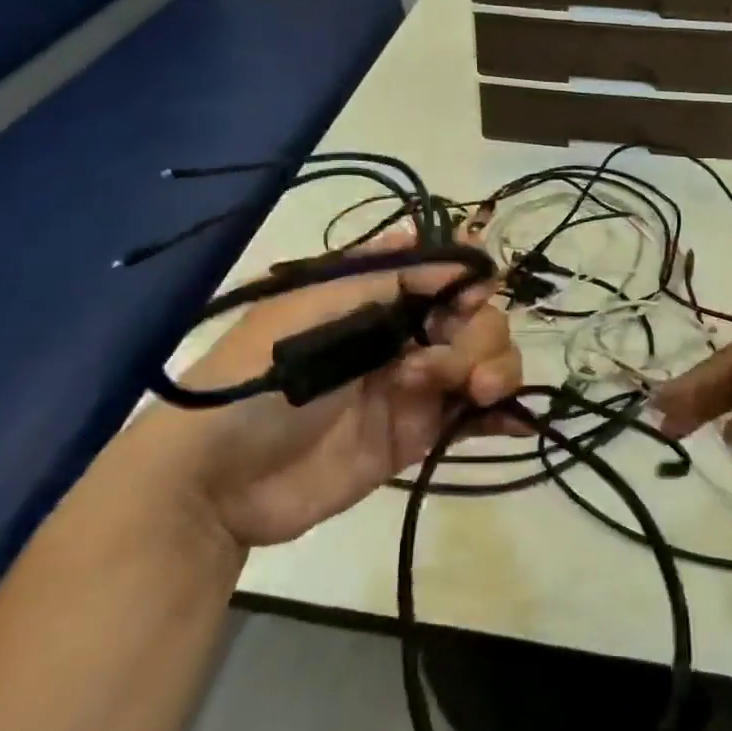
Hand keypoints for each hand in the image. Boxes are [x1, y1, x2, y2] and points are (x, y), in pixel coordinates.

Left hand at [153, 229, 522, 548]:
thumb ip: (388, 281)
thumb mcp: (314, 311)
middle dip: (480, 336)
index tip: (477, 294)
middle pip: (473, 320)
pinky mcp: (414, 437)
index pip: (442, 276)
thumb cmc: (258, 378)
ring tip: (476, 393)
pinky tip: (516, 420)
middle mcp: (399, 335)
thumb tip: (459, 249)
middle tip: (453, 369)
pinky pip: (469, 417)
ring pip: (481, 363)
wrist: (215, 481)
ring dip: (495, 369)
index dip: (469, 281)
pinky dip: (500, 414)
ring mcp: (411, 387)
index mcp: (373, 297)